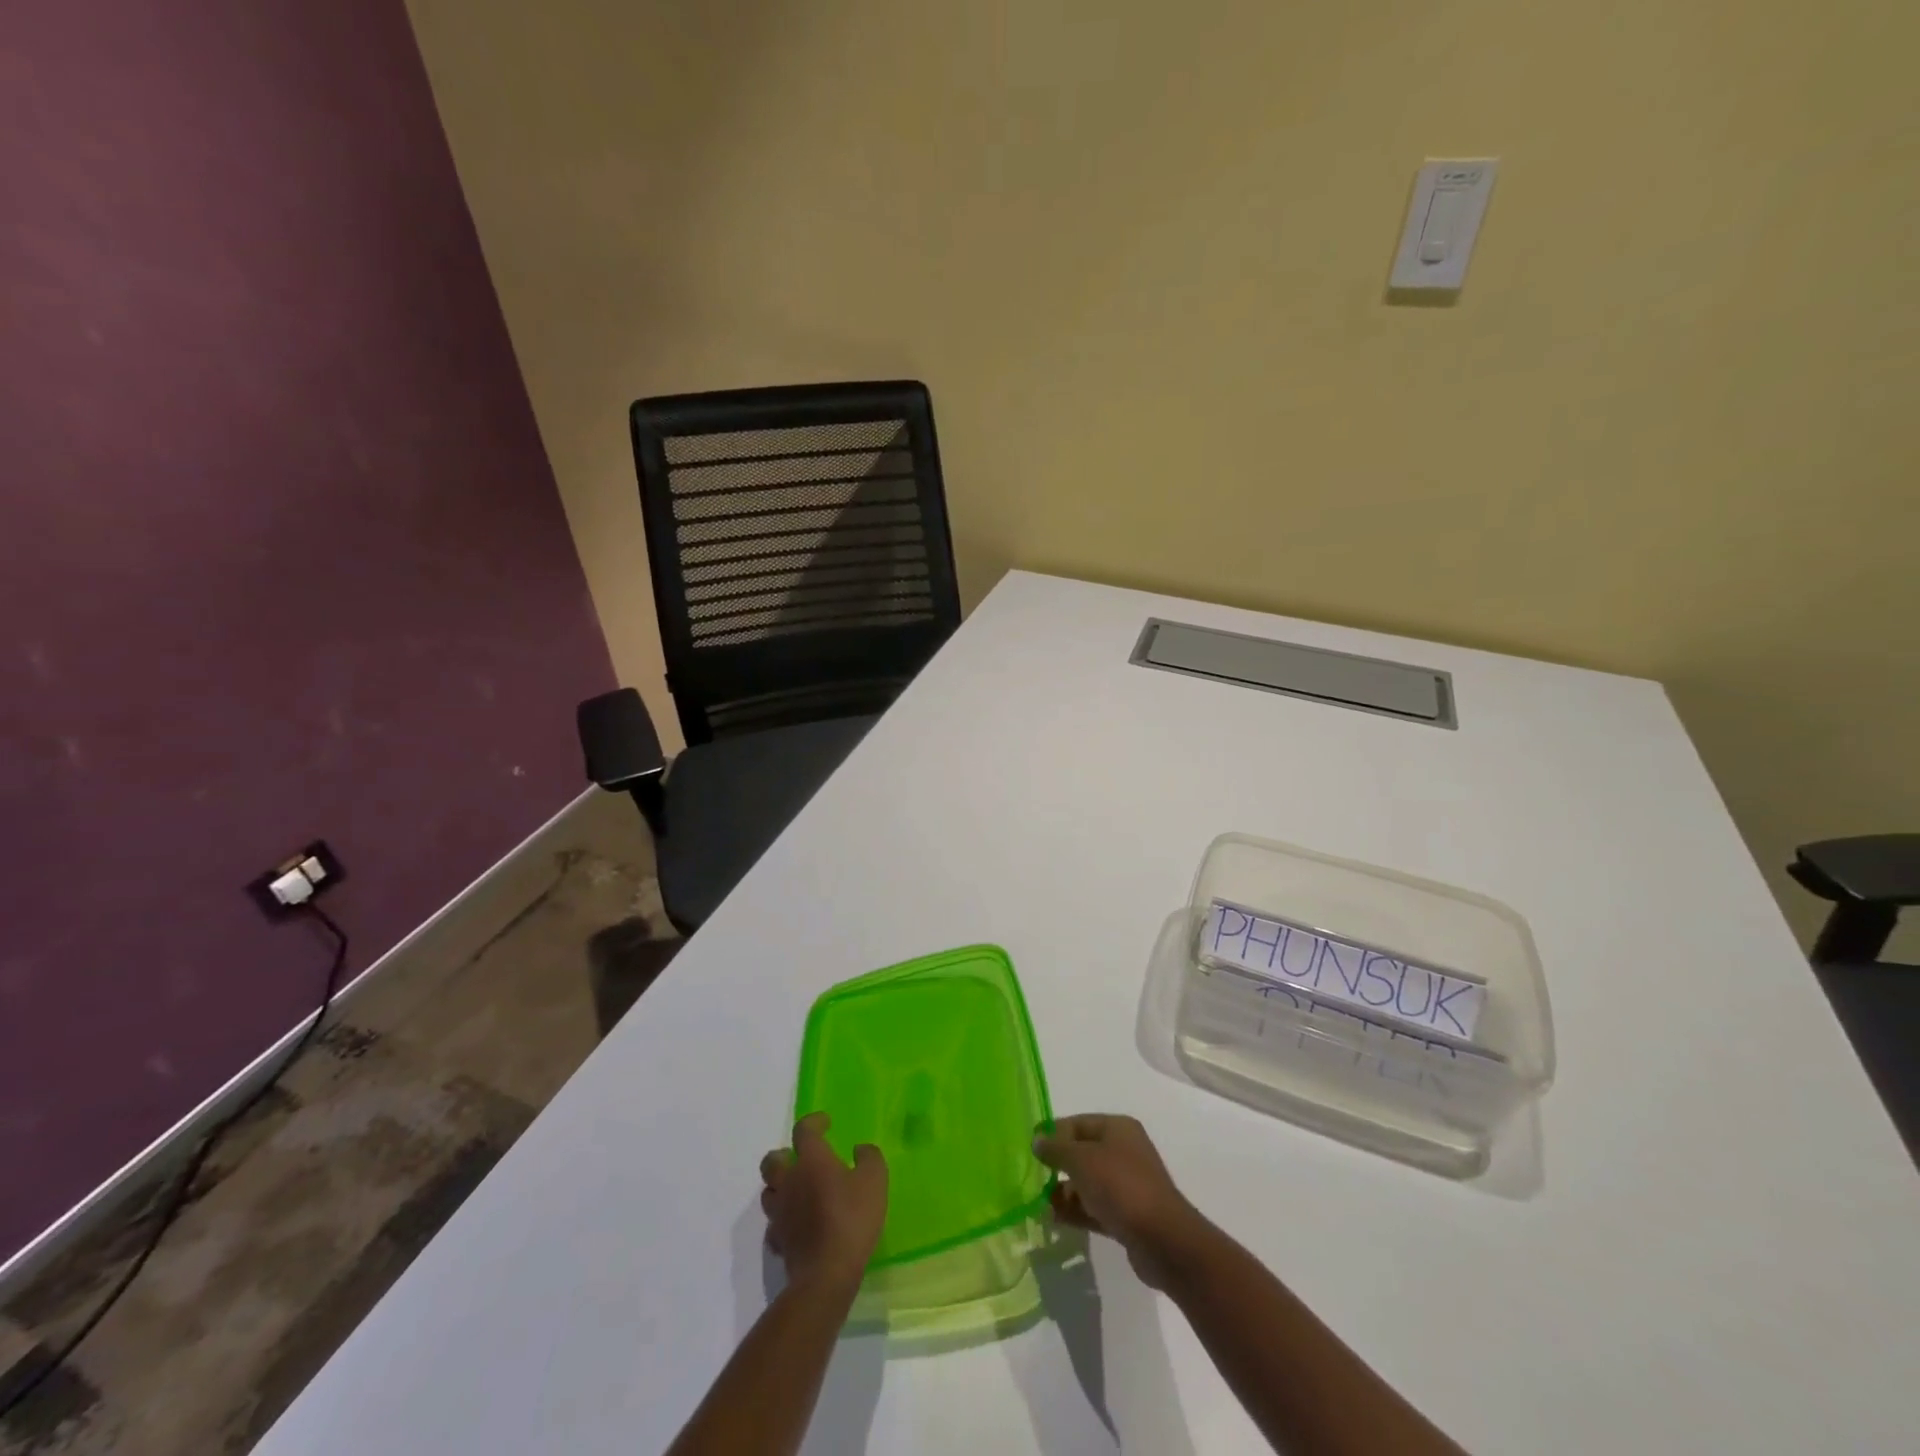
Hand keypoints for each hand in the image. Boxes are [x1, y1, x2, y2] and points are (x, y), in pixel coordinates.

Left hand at [760, 1112, 887, 1290]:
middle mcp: (789, 1181)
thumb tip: (859, 1149)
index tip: (825, 1123)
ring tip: (796, 1191)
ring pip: (768, 1192)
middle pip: (771, 1161)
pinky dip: (782, 1220)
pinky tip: (795, 1225)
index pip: (803, 1130)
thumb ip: (869, 1157)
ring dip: (779, 1187)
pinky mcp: (778, 1241)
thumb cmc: (852, 1219)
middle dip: (782, 1155)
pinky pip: (773, 1225)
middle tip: (799, 1158)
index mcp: (812, 1160)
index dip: (813, 1122)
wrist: (827, 1273)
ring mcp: (780, 1213)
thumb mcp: (875, 1180)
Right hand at [1034, 1114, 1207, 1289]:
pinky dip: (1075, 1211)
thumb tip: (1037, 1140)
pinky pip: (1094, 1207)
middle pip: (1082, 1153)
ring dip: (1063, 1192)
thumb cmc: (1120, 1186)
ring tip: (1037, 1204)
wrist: (1163, 1240)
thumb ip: (1056, 1149)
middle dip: (1057, 1165)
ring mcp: (1126, 1185)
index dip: (1053, 1132)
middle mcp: (1123, 1152)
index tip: (1029, 1147)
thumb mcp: (1081, 1160)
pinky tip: (1053, 1219)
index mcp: (1117, 1129)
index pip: (1078, 1123)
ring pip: (1087, 1183)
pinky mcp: (1126, 1216)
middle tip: (1030, 1177)